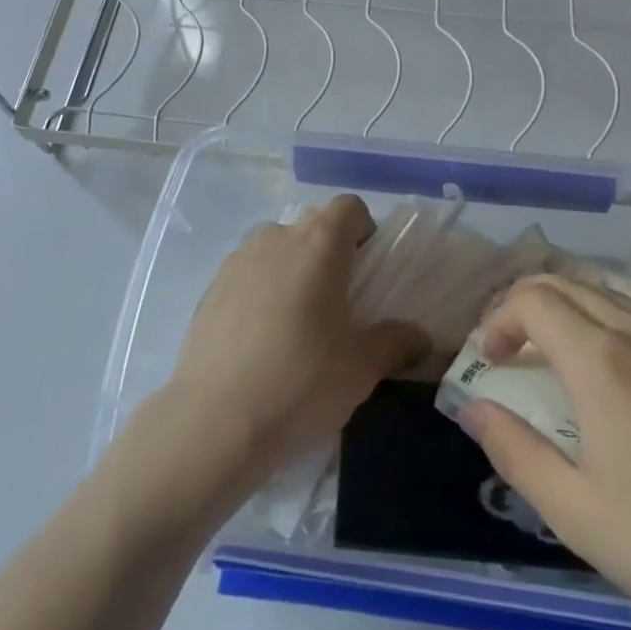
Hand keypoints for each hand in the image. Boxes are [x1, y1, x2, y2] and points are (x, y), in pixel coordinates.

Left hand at [161, 194, 424, 491]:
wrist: (213, 422)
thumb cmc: (300, 382)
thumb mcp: (361, 368)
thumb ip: (396, 343)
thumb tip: (420, 338)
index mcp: (318, 243)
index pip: (349, 207)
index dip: (364, 231)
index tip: (367, 272)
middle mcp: (276, 238)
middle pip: (313, 226)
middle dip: (330, 254)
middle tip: (339, 305)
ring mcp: (237, 261)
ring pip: (277, 250)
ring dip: (294, 271)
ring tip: (297, 325)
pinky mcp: (210, 289)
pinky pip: (248, 275)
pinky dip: (262, 292)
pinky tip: (261, 342)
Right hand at [458, 274, 630, 629]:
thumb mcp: (574, 511)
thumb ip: (513, 451)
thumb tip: (474, 408)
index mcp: (601, 361)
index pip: (532, 301)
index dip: (498, 319)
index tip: (490, 360)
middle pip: (568, 284)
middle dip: (525, 304)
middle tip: (510, 349)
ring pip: (609, 295)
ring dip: (568, 311)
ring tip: (556, 356)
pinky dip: (609, 324)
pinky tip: (619, 375)